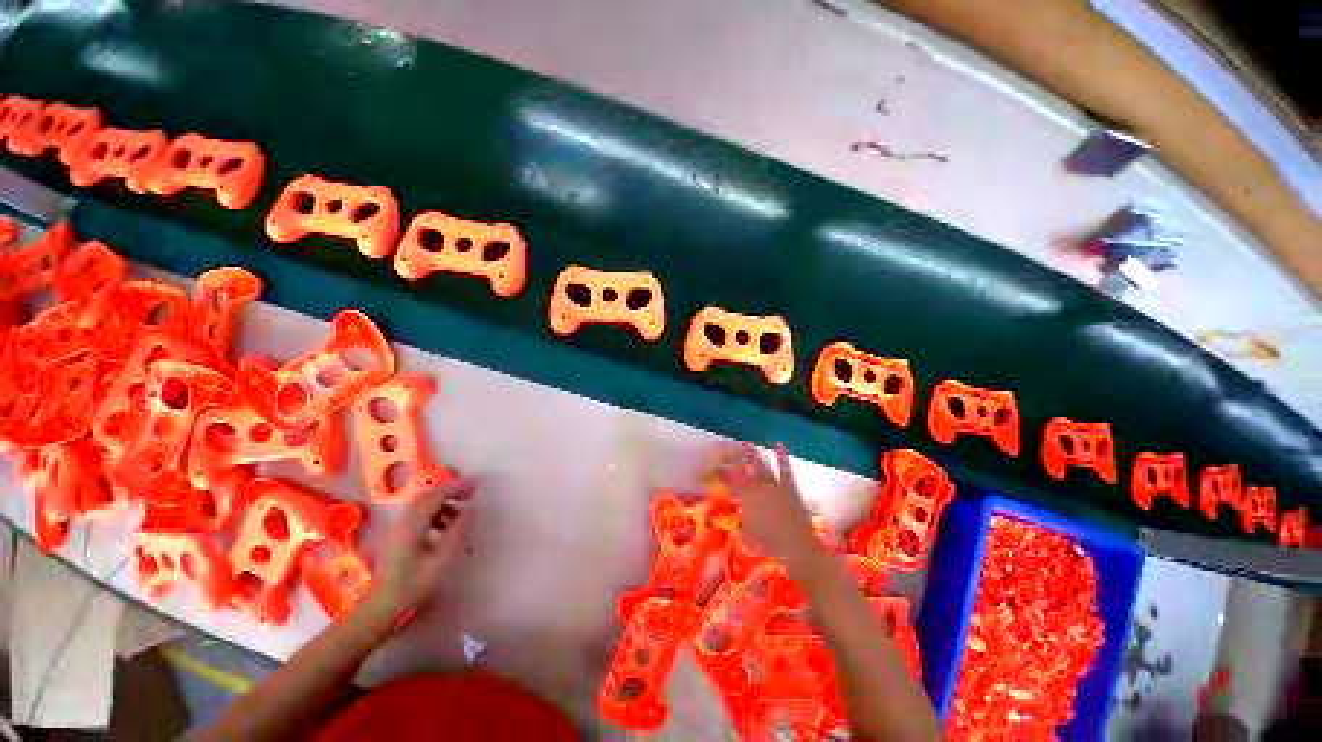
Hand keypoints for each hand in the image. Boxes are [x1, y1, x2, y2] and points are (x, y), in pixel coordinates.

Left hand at [363, 476, 477, 622]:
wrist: (380, 607)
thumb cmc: (413, 585)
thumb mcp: (441, 560)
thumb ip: (457, 532)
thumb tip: (472, 510)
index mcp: (413, 524)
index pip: (437, 494)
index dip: (458, 486)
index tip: (478, 484)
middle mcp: (403, 520)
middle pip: (428, 495)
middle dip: (451, 490)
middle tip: (472, 493)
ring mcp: (398, 527)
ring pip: (423, 503)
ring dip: (444, 501)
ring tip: (461, 514)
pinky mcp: (397, 536)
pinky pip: (419, 513)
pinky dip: (435, 512)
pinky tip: (444, 527)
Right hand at [712, 442, 819, 569]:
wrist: (797, 546)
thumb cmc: (769, 544)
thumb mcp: (748, 535)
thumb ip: (742, 522)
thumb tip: (739, 517)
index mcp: (748, 497)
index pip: (731, 480)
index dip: (721, 472)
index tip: (714, 467)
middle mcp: (760, 486)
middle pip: (743, 468)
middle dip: (732, 458)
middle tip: (723, 449)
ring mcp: (776, 485)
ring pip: (762, 465)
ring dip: (752, 454)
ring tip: (745, 443)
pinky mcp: (790, 487)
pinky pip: (785, 469)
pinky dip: (782, 456)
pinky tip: (779, 443)